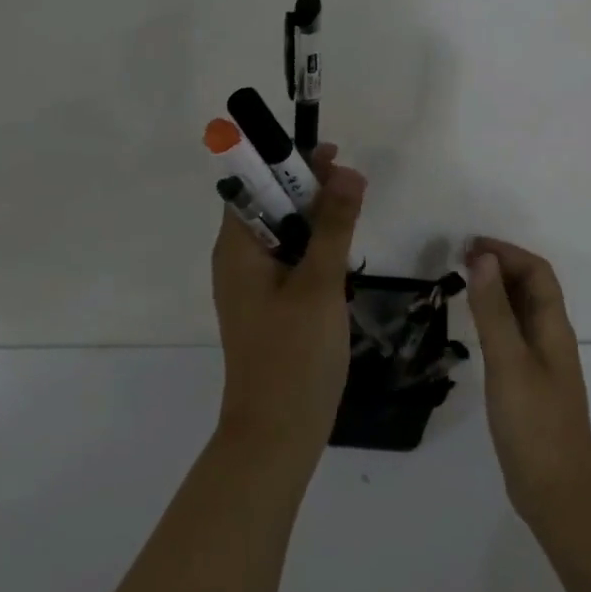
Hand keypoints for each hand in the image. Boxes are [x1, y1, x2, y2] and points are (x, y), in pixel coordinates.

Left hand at [211, 143, 365, 469]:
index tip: (330, 156)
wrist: (276, 435)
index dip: (286, 162)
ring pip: (283, 233)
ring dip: (314, 215)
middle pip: (269, 204)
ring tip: (354, 206)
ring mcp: (253, 285)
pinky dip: (314, 246)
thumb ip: (334, 226)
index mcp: (236, 247)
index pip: (252, 183)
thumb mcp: (319, 284)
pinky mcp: (270, 305)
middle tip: (352, 182)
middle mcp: (238, 259)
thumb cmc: (293, 355)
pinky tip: (343, 249)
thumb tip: (347, 171)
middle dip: (307, 186)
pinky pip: (290, 260)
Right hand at [465, 236, 590, 531]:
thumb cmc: (534, 424)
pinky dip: (494, 317)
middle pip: (532, 287)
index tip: (470, 245)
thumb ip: (494, 311)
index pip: (537, 272)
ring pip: (522, 310)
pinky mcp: (529, 384)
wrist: (557, 492)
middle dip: (500, 265)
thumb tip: (483, 258)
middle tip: (459, 258)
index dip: (507, 252)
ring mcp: (542, 363)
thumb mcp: (509, 363)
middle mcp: (551, 338)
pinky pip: (513, 334)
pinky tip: (474, 326)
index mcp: (554, 328)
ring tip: (462, 281)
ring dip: (497, 289)